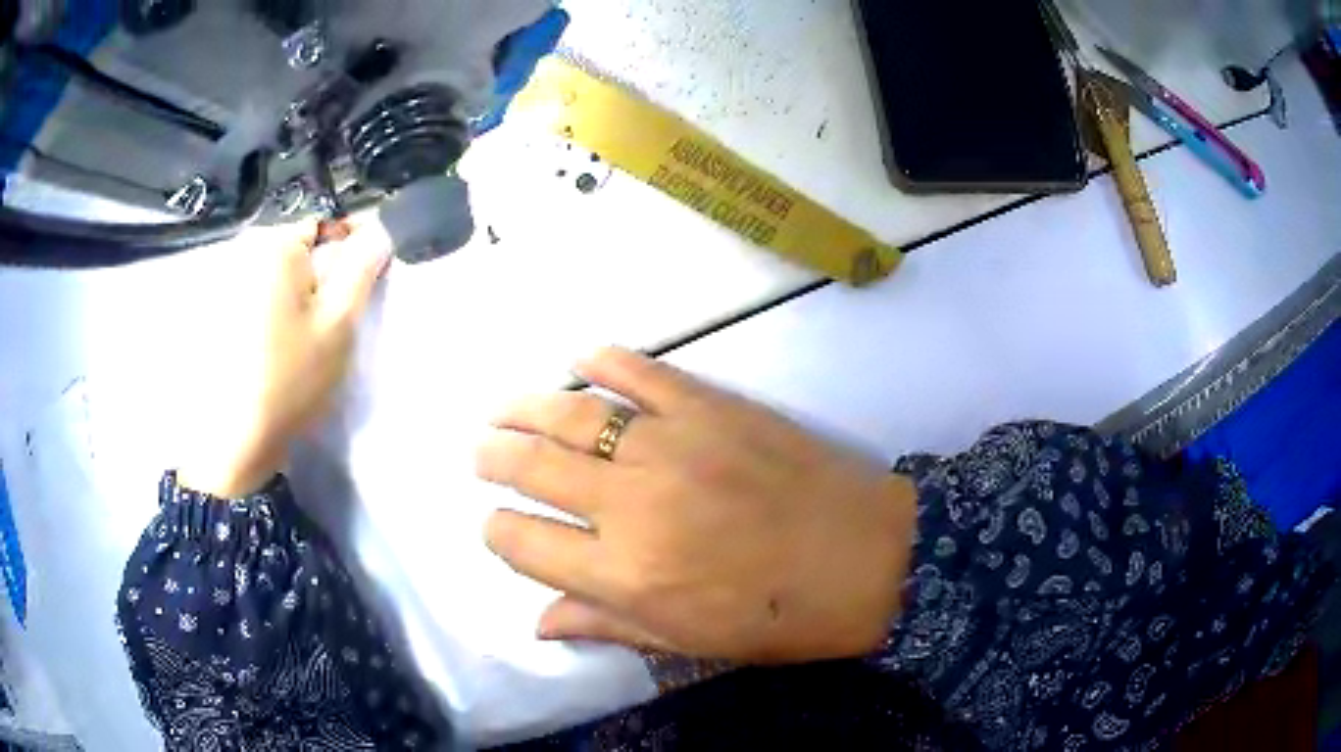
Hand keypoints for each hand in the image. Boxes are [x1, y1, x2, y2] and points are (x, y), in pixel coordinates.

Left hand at [179, 221, 390, 497]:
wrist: (237, 440)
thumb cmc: (291, 377)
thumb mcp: (338, 323)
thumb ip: (362, 268)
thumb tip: (380, 228)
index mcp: (275, 246)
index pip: (324, 227)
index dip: (345, 254)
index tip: (351, 294)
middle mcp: (244, 253)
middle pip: (295, 252)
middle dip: (314, 278)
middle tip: (322, 327)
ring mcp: (223, 284)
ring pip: (274, 277)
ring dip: (290, 298)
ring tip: (295, 343)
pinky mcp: (214, 314)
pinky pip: (252, 298)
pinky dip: (266, 313)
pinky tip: (268, 350)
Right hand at [477, 348, 917, 663]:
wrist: (870, 558)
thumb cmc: (780, 618)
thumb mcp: (689, 643)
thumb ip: (606, 625)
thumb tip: (538, 622)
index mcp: (624, 573)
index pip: (524, 544)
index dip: (499, 534)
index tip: (498, 527)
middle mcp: (631, 503)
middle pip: (534, 469)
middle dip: (495, 460)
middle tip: (481, 453)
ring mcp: (670, 444)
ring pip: (573, 415)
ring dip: (526, 409)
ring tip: (501, 410)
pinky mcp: (710, 405)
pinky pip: (641, 373)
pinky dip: (605, 361)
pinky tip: (580, 359)